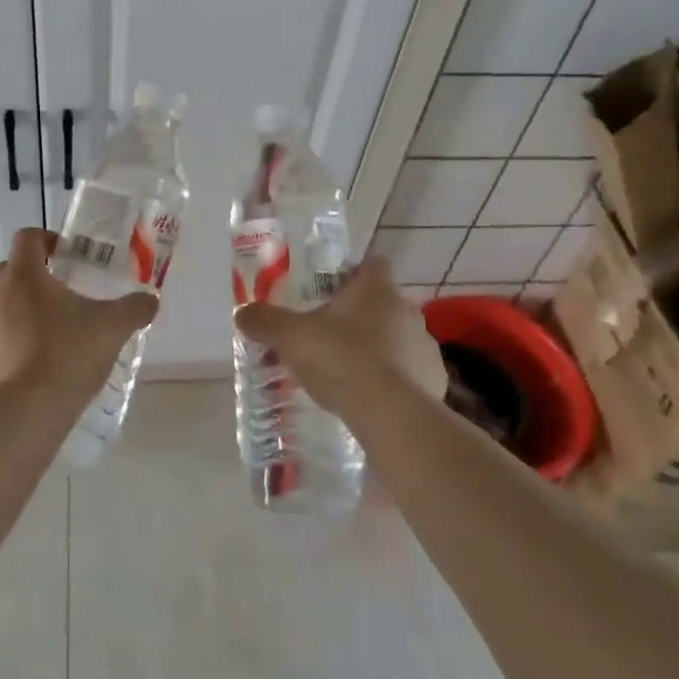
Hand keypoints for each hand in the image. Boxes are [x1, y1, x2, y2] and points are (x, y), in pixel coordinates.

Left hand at [0, 228, 159, 400]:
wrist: (24, 414)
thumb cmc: (68, 356)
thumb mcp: (112, 328)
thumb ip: (134, 308)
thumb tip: (151, 300)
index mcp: (23, 275)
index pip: (28, 238)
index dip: (47, 242)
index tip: (65, 259)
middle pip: (8, 272)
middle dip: (30, 280)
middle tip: (58, 303)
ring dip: (8, 311)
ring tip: (35, 336)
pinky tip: (18, 370)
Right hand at [233, 257, 446, 417]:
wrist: (390, 414)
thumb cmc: (340, 359)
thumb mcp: (290, 337)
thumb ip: (264, 321)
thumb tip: (242, 313)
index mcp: (376, 289)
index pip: (373, 264)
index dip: (354, 274)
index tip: (334, 290)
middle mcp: (407, 309)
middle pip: (384, 302)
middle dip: (361, 315)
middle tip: (331, 336)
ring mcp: (426, 345)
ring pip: (399, 338)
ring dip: (381, 348)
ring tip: (352, 372)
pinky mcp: (436, 380)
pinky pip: (412, 372)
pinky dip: (396, 380)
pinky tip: (374, 398)